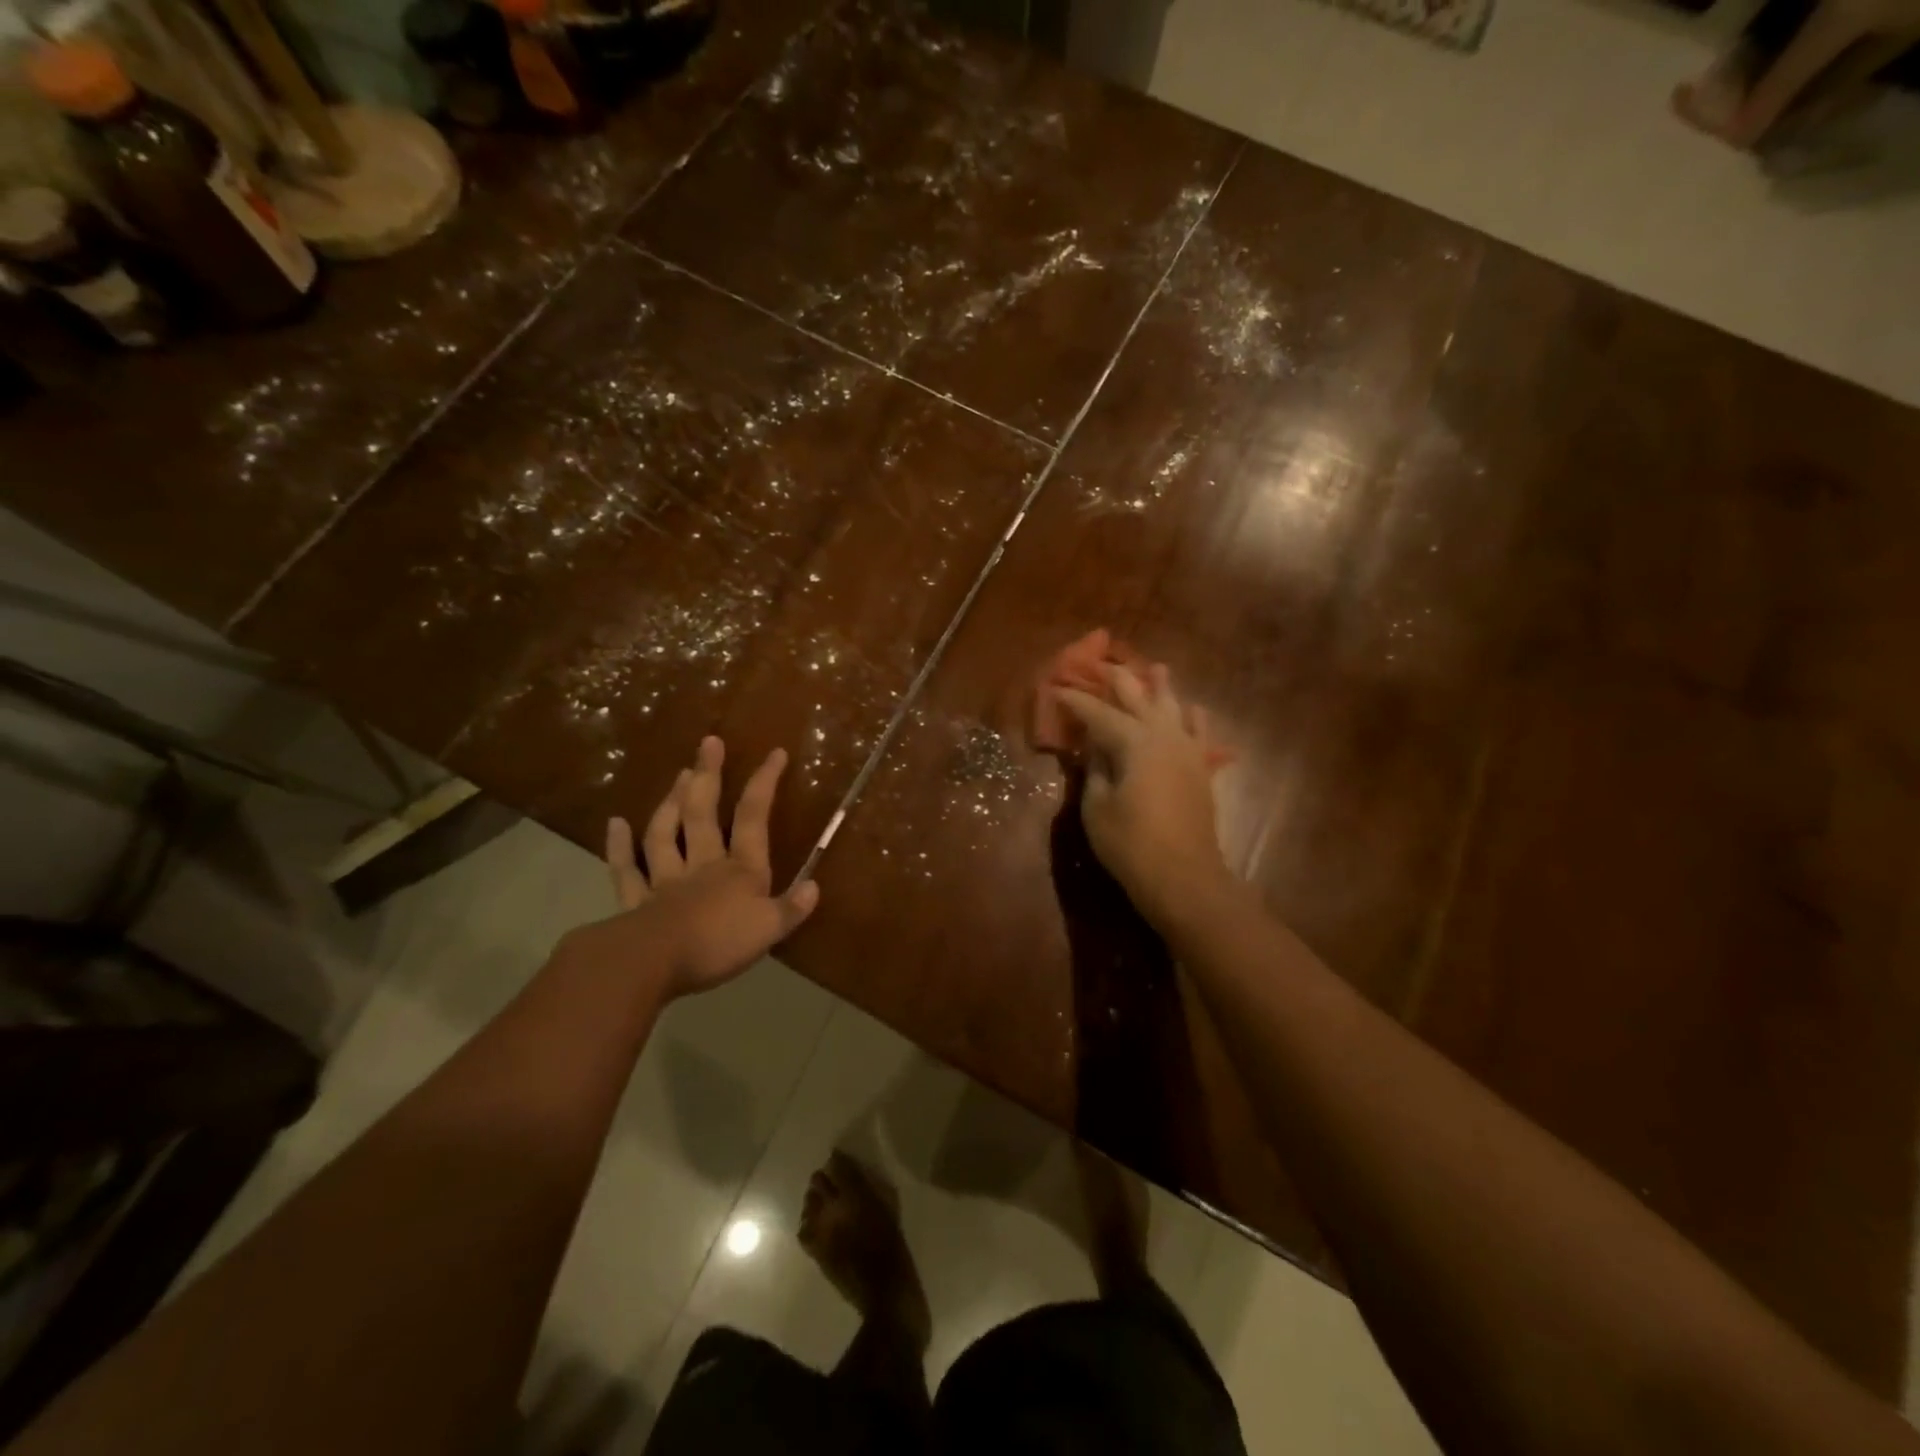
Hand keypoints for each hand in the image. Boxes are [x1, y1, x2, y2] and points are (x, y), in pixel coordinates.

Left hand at [559, 736, 819, 1001]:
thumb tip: (814, 886)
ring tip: (679, 775)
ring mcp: (665, 880)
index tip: (775, 753)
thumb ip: (792, 908)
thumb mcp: (769, 930)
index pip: (754, 817)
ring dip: (672, 802)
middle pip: (704, 813)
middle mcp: (702, 865)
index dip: (764, 783)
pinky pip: (627, 870)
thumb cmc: (717, 943)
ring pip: (666, 833)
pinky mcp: (636, 902)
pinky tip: (615, 824)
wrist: (653, 962)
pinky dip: (620, 847)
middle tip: (709, 742)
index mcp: (740, 869)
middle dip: (709, 775)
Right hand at [1058, 665, 1230, 927]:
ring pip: (1175, 707)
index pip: (1098, 712)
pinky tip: (1190, 710)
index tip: (1056, 687)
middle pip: (1140, 697)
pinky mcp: (1201, 769)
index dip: (1075, 700)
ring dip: (1161, 687)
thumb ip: (1095, 771)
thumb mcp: (1097, 807)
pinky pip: (1199, 732)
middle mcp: (1164, 736)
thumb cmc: (1131, 844)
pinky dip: (1192, 717)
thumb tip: (1094, 748)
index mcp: (1134, 742)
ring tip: (1156, 669)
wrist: (1184, 877)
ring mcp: (1188, 751)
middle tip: (1101, 664)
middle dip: (1118, 680)